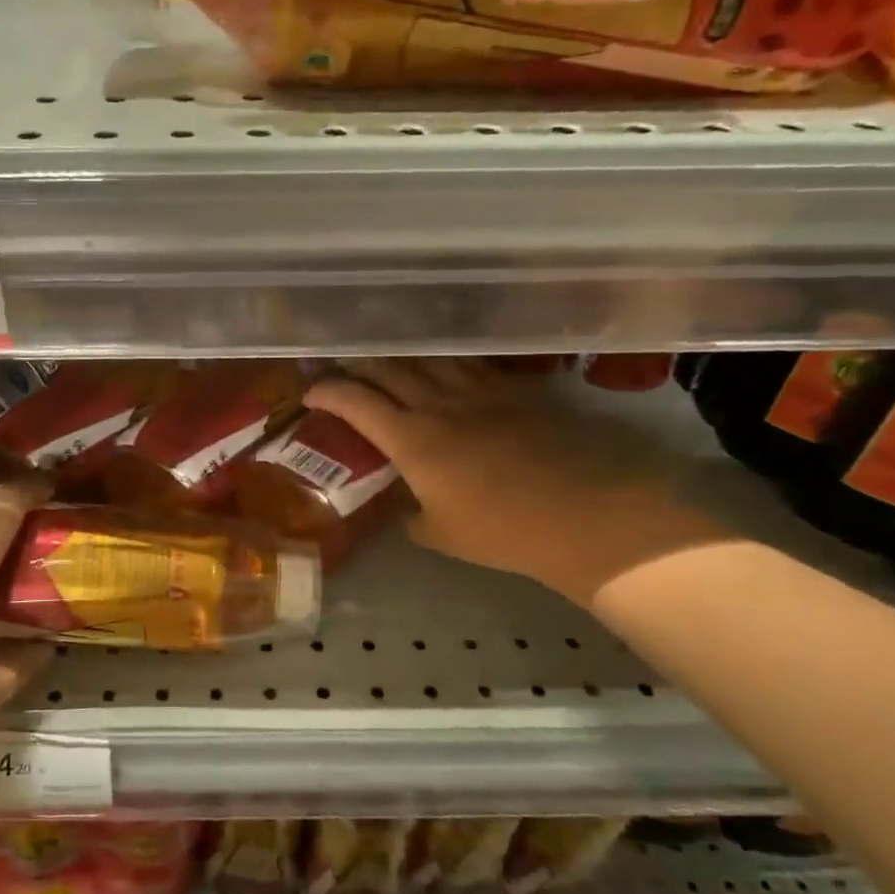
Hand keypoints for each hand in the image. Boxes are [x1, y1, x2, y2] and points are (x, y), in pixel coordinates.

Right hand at [305, 360, 727, 607]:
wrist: (584, 512)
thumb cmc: (503, 530)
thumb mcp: (443, 535)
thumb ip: (416, 518)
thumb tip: (411, 512)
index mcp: (410, 438)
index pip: (355, 401)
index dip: (327, 392)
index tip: (310, 393)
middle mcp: (438, 403)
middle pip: (388, 368)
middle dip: (358, 365)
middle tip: (345, 369)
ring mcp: (480, 391)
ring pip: (429, 359)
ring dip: (402, 358)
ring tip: (391, 361)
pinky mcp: (516, 390)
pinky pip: (471, 366)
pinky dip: (448, 364)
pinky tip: (449, 369)